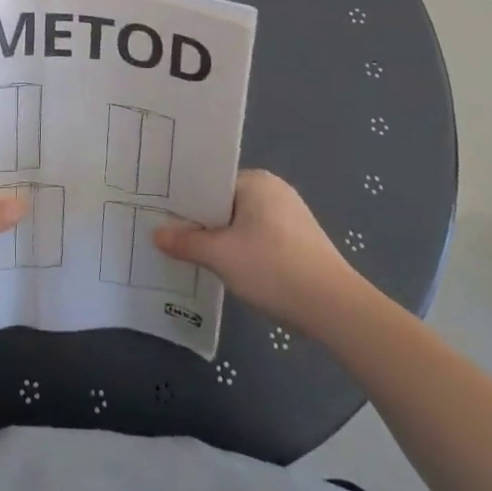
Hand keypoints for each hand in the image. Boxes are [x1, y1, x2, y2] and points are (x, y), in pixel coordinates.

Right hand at [154, 170, 363, 324]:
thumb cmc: (273, 269)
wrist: (336, 310)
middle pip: (226, 203)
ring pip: (243, 224)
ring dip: (223, 240)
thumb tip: (156, 233)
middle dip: (203, 223)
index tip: (164, 217)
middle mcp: (275, 190)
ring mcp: (292, 216)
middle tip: (174, 239)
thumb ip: (186, 242)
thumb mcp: (221, 256)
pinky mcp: (301, 242)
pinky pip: (260, 238)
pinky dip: (244, 251)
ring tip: (197, 257)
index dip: (186, 201)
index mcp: (257, 181)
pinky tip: (232, 271)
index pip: (211, 183)